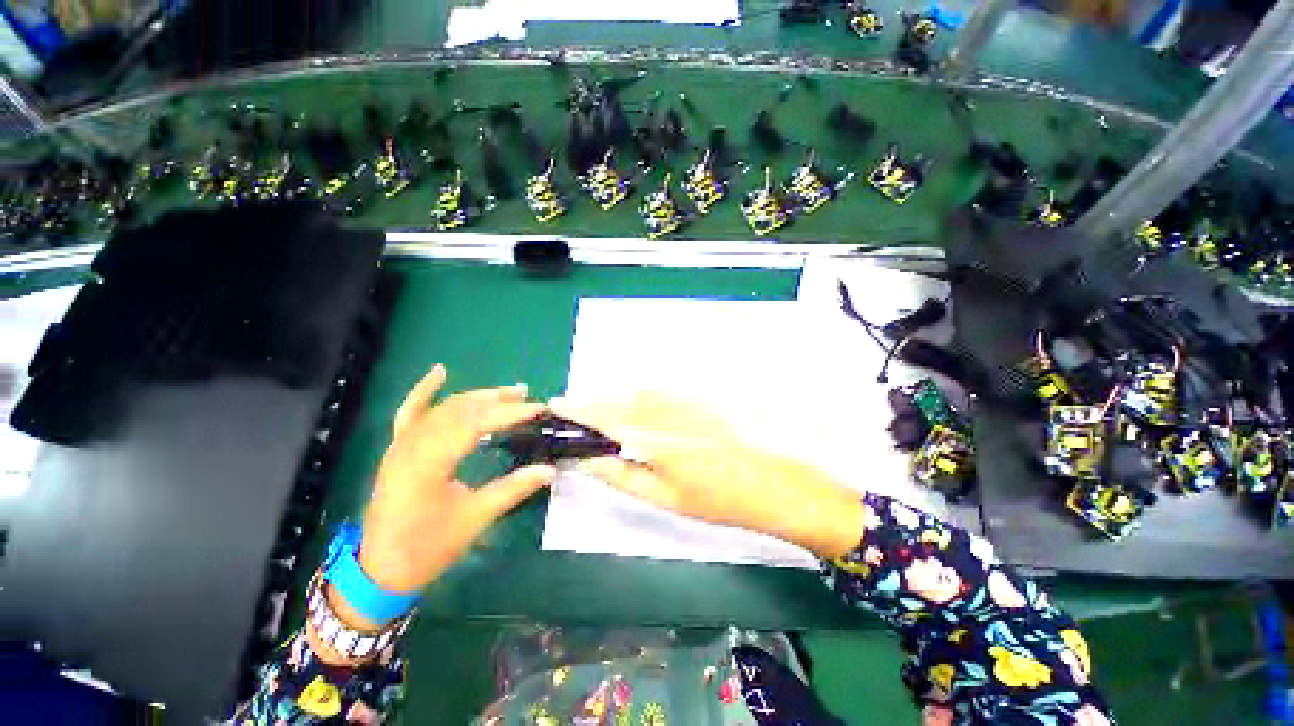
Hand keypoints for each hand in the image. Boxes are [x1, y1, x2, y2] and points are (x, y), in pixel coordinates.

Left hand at [358, 365, 555, 596]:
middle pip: (461, 409)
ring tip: (508, 391)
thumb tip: (550, 470)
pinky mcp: (397, 448)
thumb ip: (514, 489)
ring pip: (444, 408)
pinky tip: (439, 372)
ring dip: (477, 396)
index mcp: (429, 462)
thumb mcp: (475, 519)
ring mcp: (401, 444)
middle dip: (497, 400)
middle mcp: (413, 444)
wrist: (379, 571)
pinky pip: (410, 412)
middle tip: (528, 396)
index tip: (539, 408)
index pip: (476, 423)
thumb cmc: (427, 547)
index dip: (510, 413)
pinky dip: (424, 391)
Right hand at [550, 393, 864, 559]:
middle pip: (617, 401)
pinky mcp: (694, 399)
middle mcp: (664, 412)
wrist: (767, 483)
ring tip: (595, 412)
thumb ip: (621, 477)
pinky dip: (634, 397)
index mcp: (653, 439)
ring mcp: (682, 402)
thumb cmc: (716, 500)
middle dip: (591, 403)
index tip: (557, 404)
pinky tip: (630, 408)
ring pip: (635, 394)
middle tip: (572, 411)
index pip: (605, 418)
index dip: (578, 409)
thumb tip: (588, 463)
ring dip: (612, 399)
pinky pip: (655, 393)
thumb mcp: (664, 498)